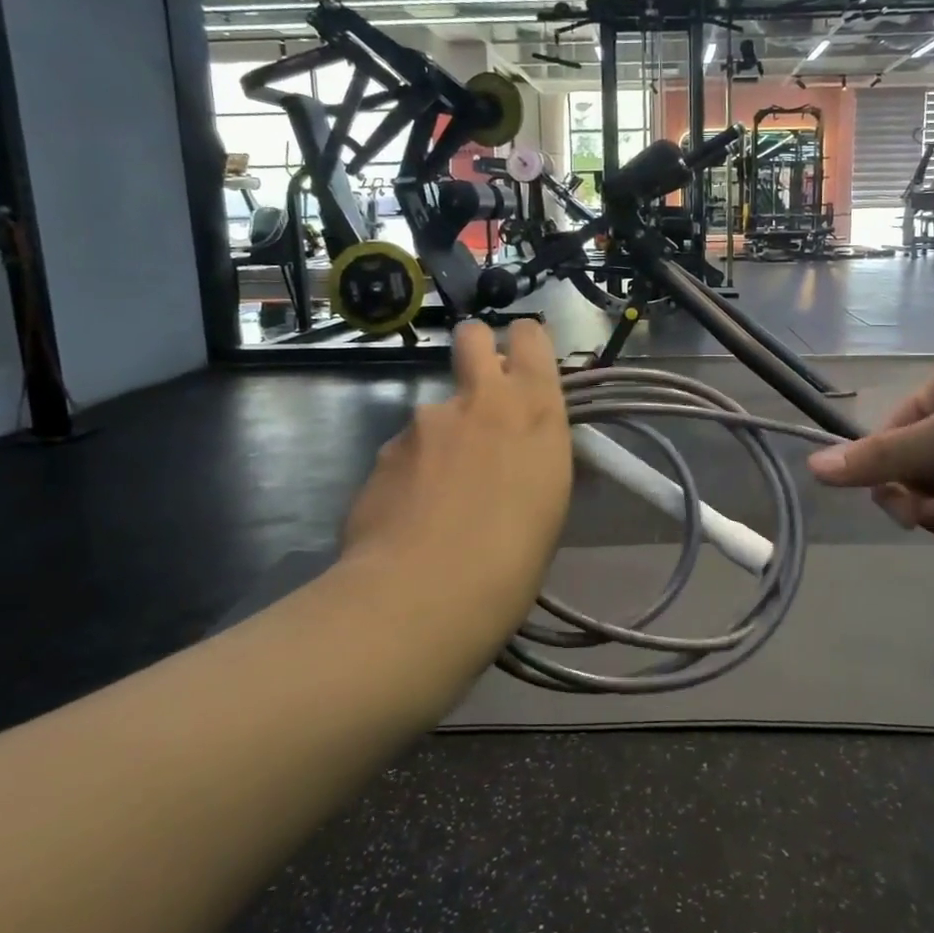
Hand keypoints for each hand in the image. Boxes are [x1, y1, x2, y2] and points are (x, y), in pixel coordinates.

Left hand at [341, 320, 571, 637]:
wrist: (422, 597)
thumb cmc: (512, 561)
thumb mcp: (549, 504)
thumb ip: (534, 458)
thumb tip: (524, 453)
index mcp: (534, 411)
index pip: (531, 337)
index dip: (526, 344)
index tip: (525, 369)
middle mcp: (480, 401)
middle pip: (472, 336)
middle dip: (477, 350)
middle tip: (481, 397)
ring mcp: (425, 422)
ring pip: (437, 410)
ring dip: (442, 436)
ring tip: (441, 497)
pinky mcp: (384, 450)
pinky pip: (406, 450)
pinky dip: (411, 472)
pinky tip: (411, 516)